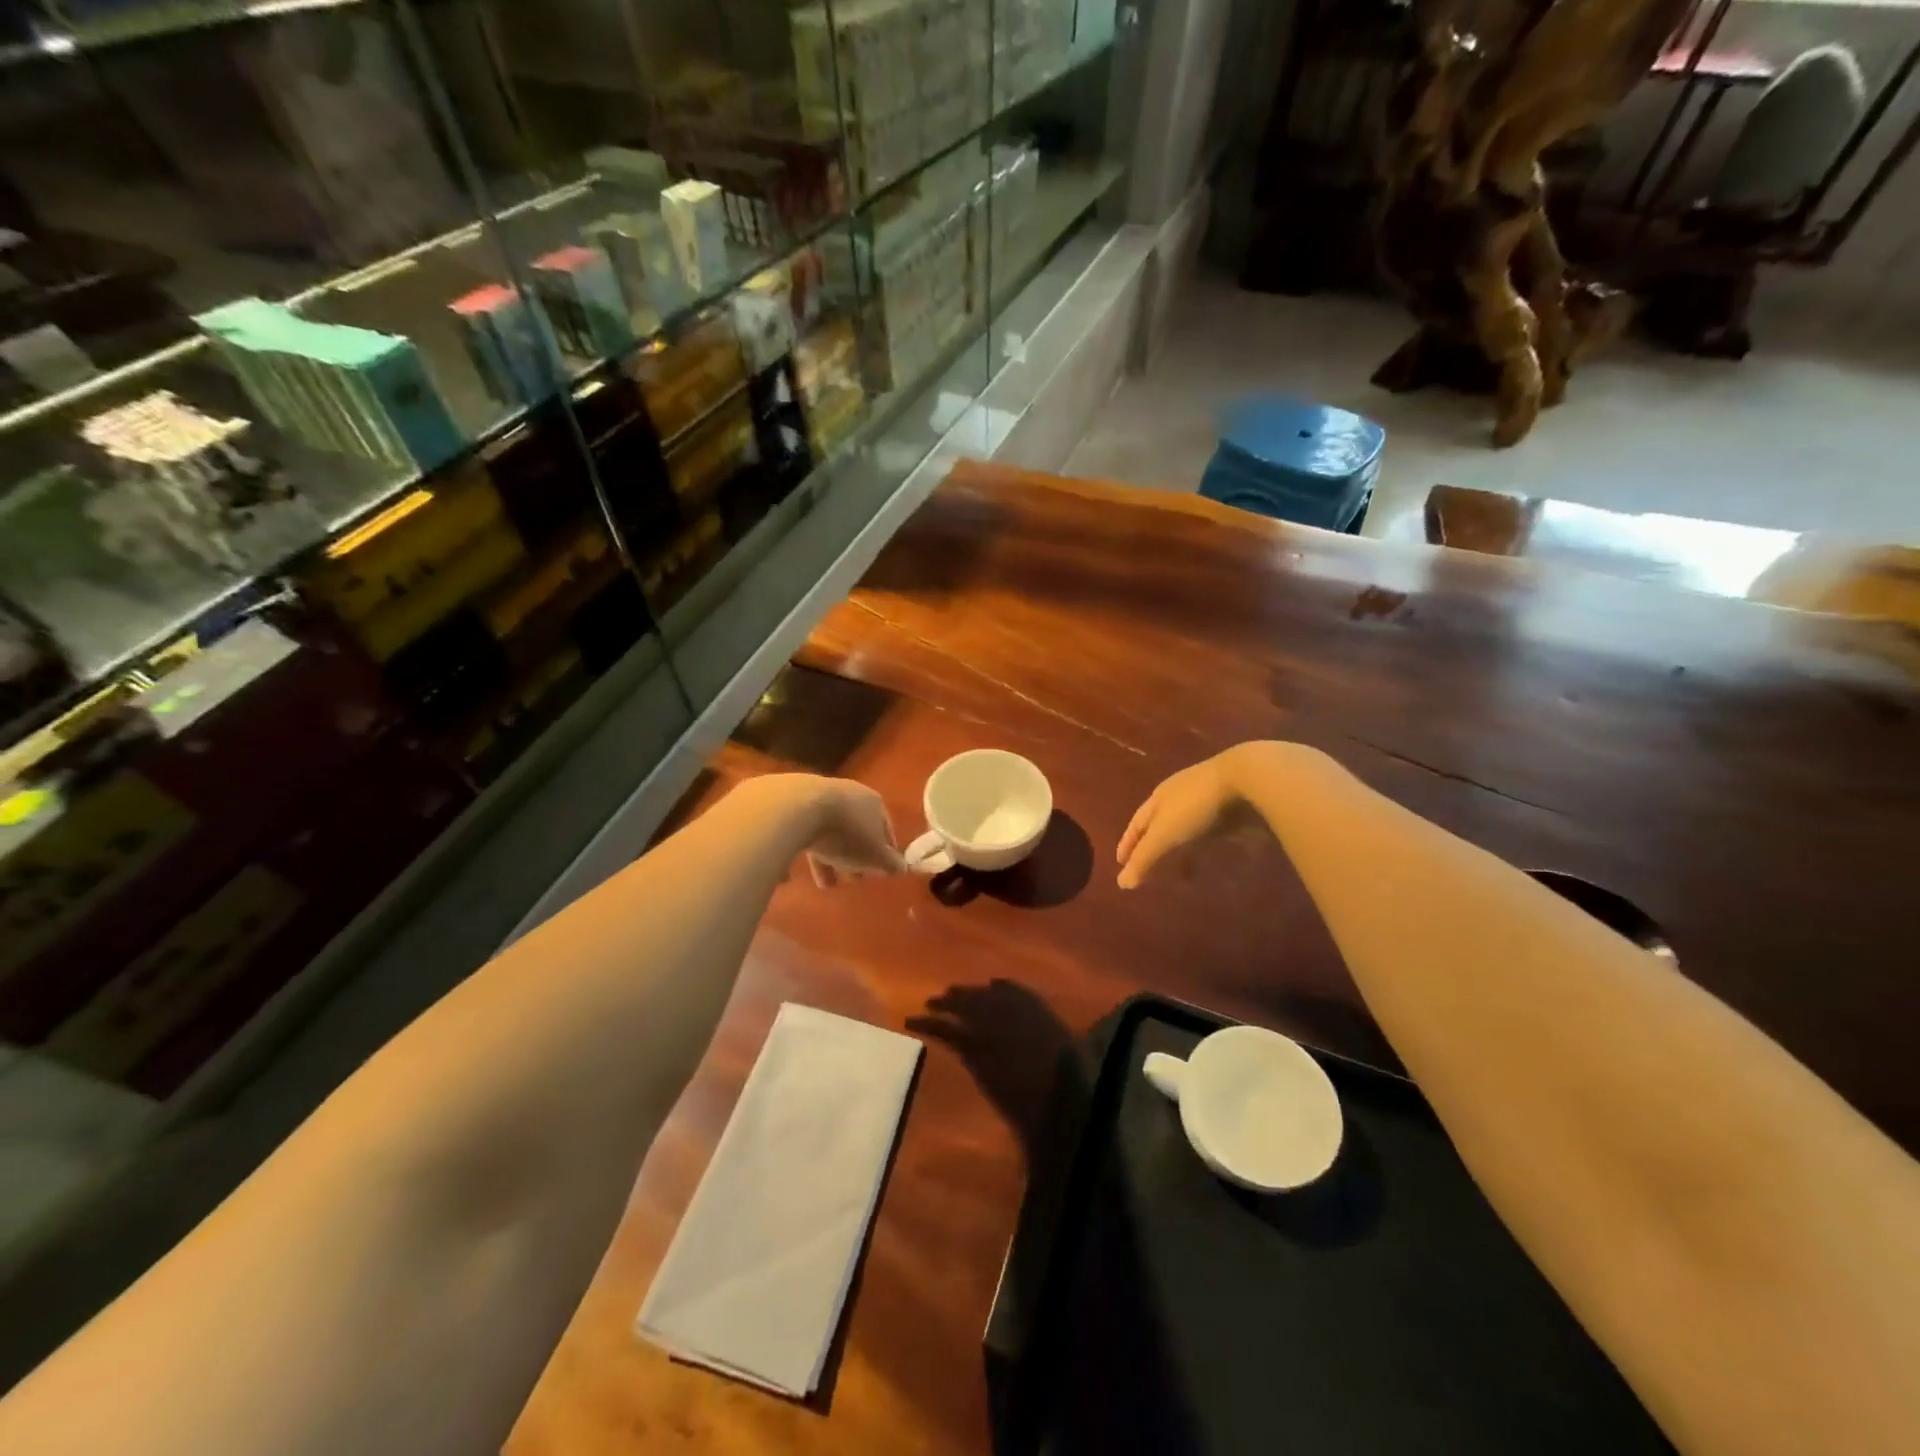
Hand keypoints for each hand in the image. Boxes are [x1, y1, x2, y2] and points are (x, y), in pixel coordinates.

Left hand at [801, 778, 906, 886]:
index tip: (881, 871)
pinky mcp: (793, 805)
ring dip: (831, 857)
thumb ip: (889, 863)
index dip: (885, 852)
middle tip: (855, 878)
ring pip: (830, 832)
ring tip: (827, 884)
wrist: (796, 809)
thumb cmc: (845, 833)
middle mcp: (849, 794)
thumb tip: (903, 868)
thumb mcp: (874, 854)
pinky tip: (797, 875)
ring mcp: (819, 797)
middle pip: (857, 829)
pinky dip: (807, 852)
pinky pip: (805, 833)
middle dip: (856, 855)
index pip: (886, 828)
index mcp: (874, 802)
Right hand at [1116, 745, 1281, 888]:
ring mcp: (1205, 798)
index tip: (1121, 863)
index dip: (1128, 844)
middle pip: (1159, 824)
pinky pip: (1210, 829)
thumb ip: (1144, 858)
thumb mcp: (1165, 834)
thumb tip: (1121, 884)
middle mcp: (1178, 795)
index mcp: (1158, 798)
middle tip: (1146, 868)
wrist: (1246, 776)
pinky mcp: (1230, 805)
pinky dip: (1204, 844)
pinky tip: (1211, 854)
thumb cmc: (1196, 805)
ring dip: (1180, 848)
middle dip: (1152, 846)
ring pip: (1186, 827)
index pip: (1136, 824)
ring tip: (1181, 871)